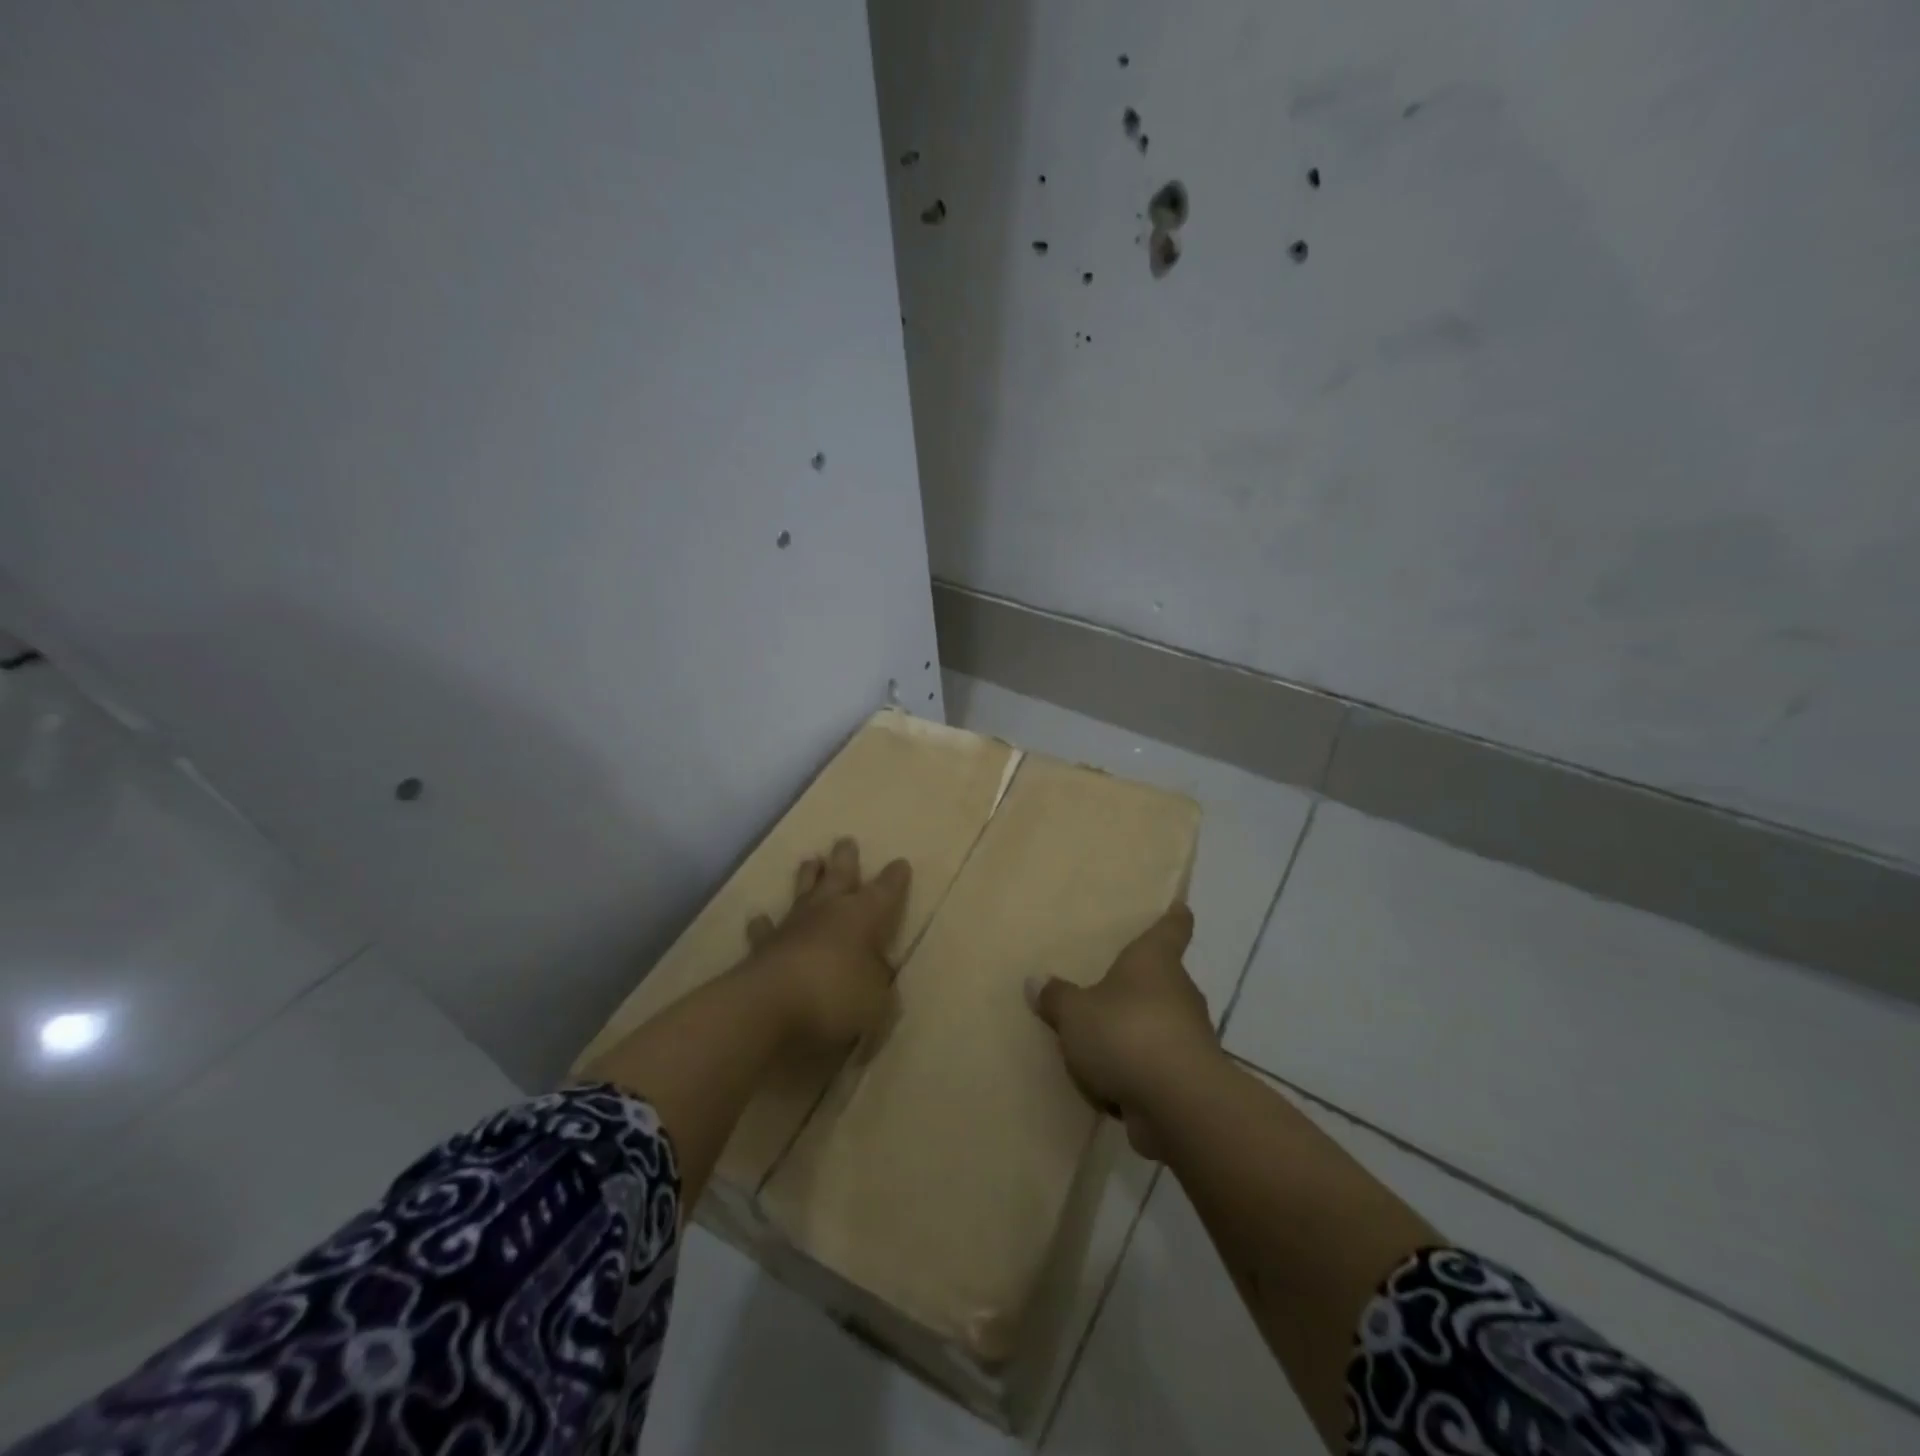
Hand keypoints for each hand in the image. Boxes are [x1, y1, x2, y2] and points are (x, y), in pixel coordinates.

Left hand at [745, 837, 911, 1054]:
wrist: (767, 1007)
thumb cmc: (834, 997)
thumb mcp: (876, 1001)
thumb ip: (879, 985)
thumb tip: (878, 975)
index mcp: (863, 917)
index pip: (885, 891)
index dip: (895, 878)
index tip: (900, 863)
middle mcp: (828, 911)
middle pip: (839, 875)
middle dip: (846, 858)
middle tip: (846, 840)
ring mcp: (793, 925)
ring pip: (803, 891)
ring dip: (808, 876)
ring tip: (811, 860)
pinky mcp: (763, 945)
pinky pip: (765, 929)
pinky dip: (763, 924)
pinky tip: (759, 918)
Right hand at [1026, 904, 1218, 1158]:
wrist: (1178, 1104)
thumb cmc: (1126, 1034)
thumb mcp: (1075, 1013)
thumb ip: (1057, 998)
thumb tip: (1036, 981)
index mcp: (1155, 960)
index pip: (1172, 928)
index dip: (1175, 916)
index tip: (1180, 906)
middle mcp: (1179, 991)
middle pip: (1163, 978)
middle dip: (1141, 983)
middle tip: (1112, 983)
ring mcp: (1190, 1036)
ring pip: (1161, 1023)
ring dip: (1138, 1030)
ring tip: (1103, 1039)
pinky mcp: (1189, 1077)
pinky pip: (1159, 1064)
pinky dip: (1140, 1070)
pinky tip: (1112, 1082)